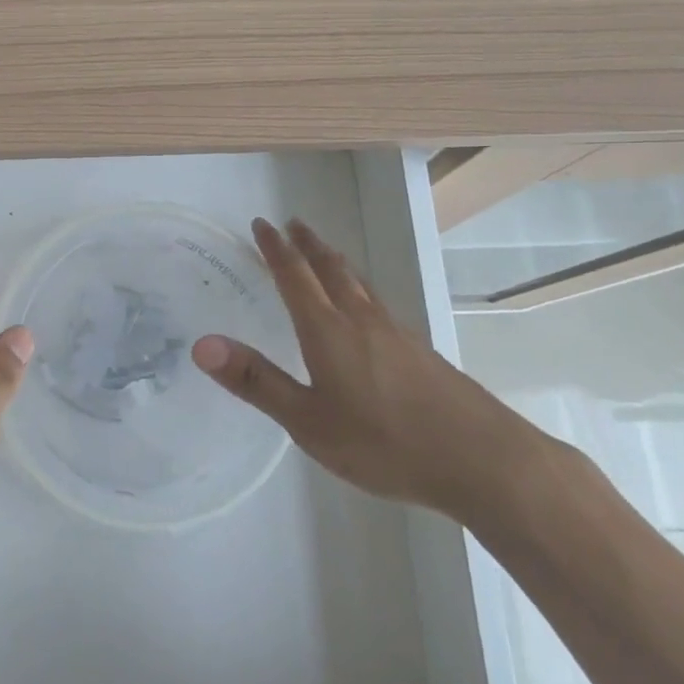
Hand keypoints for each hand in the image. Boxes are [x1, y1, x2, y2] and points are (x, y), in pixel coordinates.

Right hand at [192, 218, 543, 519]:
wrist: (482, 460)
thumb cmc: (384, 443)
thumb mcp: (307, 421)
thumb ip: (256, 381)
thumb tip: (201, 344)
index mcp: (328, 331)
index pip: (295, 276)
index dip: (274, 248)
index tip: (260, 223)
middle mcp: (361, 320)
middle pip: (330, 268)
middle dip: (307, 244)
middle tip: (292, 223)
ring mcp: (396, 333)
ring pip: (359, 283)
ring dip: (335, 261)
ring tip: (325, 253)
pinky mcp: (420, 351)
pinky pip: (378, 303)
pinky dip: (360, 288)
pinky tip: (367, 309)